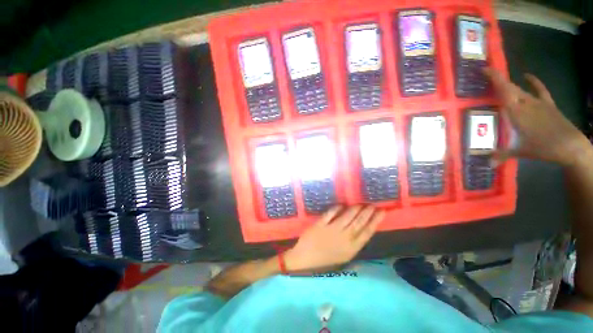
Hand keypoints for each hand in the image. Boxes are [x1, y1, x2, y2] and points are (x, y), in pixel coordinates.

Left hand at [284, 205, 384, 271]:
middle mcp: (344, 238)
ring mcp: (332, 230)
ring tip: (361, 204)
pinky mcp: (321, 224)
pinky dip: (337, 208)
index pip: (367, 232)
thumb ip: (354, 247)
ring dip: (355, 209)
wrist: (304, 260)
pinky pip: (331, 213)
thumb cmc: (324, 261)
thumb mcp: (343, 259)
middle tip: (373, 204)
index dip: (375, 221)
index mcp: (351, 248)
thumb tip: (364, 234)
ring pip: (348, 216)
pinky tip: (342, 205)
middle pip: (359, 222)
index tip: (382, 212)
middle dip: (368, 212)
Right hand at [484, 68, 589, 166]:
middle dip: (497, 80)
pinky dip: (534, 81)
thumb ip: (502, 155)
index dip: (495, 79)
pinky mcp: (548, 104)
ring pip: (520, 90)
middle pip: (510, 88)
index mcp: (517, 112)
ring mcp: (538, 103)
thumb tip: (487, 163)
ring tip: (499, 82)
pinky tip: (527, 75)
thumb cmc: (544, 148)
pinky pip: (540, 89)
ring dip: (509, 85)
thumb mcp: (521, 152)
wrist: (571, 146)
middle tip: (484, 77)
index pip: (504, 92)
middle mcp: (526, 103)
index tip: (484, 69)